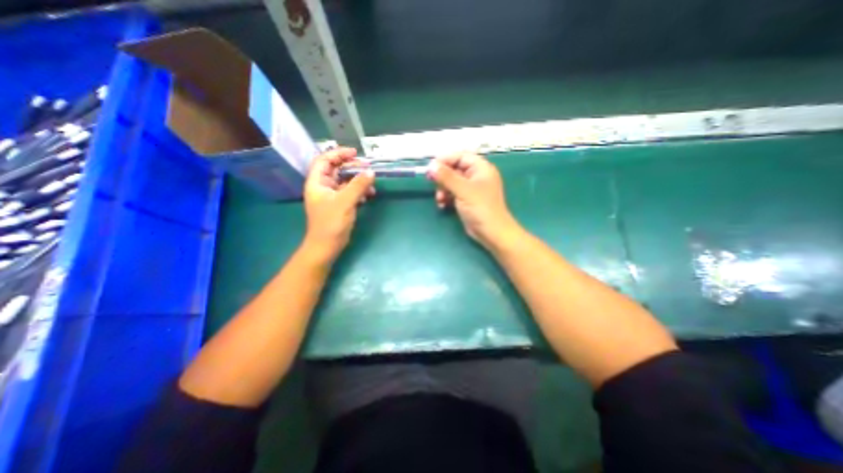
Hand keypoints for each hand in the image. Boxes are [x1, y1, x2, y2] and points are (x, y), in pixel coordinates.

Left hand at [300, 146, 370, 258]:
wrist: (327, 246)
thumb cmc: (331, 223)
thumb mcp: (345, 202)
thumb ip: (358, 186)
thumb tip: (371, 172)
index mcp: (317, 182)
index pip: (325, 160)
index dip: (338, 154)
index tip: (355, 153)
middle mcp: (323, 187)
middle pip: (337, 169)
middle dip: (352, 167)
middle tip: (367, 168)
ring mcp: (332, 196)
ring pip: (345, 181)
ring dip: (358, 181)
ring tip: (371, 184)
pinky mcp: (340, 205)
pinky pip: (350, 192)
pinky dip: (359, 191)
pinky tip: (369, 195)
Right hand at [429, 153, 521, 248]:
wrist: (491, 233)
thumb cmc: (481, 208)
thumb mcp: (463, 190)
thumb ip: (446, 177)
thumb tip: (431, 166)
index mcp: (481, 168)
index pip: (460, 156)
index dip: (445, 160)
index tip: (431, 167)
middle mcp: (476, 176)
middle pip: (454, 169)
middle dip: (443, 177)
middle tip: (432, 182)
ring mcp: (471, 189)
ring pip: (452, 182)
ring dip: (442, 189)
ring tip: (439, 199)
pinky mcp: (466, 200)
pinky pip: (453, 193)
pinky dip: (446, 197)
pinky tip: (441, 205)